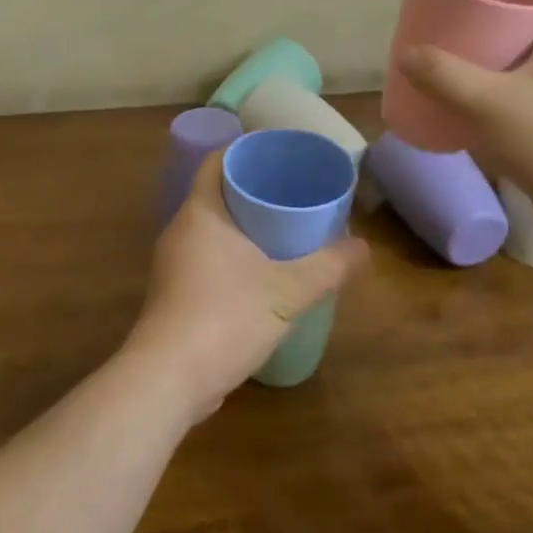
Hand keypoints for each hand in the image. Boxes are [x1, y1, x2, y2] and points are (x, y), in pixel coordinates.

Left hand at [125, 150, 367, 421]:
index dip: (247, 152)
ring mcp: (174, 265)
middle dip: (254, 191)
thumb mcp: (287, 291)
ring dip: (245, 227)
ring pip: (213, 230)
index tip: (280, 155)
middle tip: (294, 193)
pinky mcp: (175, 295)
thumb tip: (363, 248)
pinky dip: (234, 257)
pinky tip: (262, 274)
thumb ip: (327, 267)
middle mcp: (181, 230)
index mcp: (201, 212)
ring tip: (285, 231)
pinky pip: (208, 259)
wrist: (168, 380)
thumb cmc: (225, 317)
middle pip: (218, 194)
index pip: (218, 162)